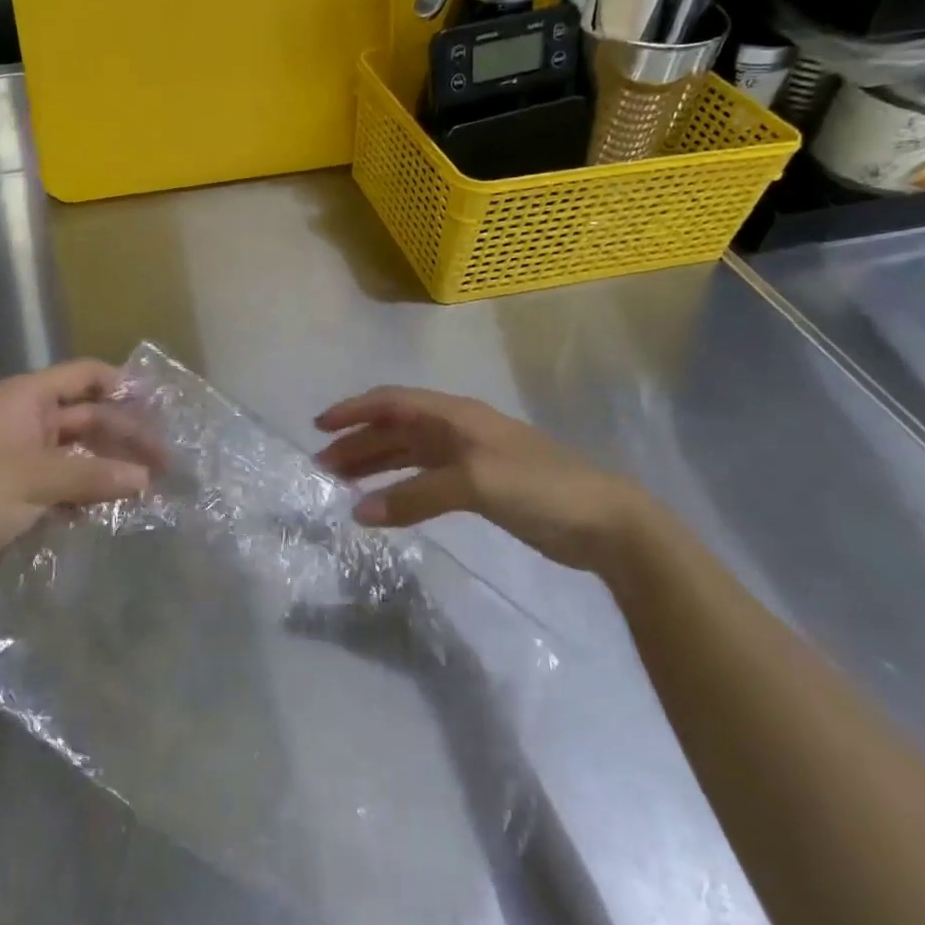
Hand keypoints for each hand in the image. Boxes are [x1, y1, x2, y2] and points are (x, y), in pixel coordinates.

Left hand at [0, 359, 159, 593]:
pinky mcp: (17, 492)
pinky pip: (63, 483)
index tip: (160, 406)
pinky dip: (86, 492)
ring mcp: (21, 457)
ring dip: (109, 467)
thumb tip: (146, 480)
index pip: (85, 376)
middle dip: (125, 436)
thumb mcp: (37, 479)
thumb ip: (94, 477)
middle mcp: (27, 419)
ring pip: (78, 453)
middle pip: (87, 417)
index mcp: (27, 398)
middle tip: (166, 462)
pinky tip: (112, 508)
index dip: (122, 384)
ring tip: (148, 486)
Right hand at [314, 387, 655, 572]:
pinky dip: (399, 488)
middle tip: (322, 467)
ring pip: (408, 454)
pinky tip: (384, 504)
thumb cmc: (539, 487)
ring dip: (374, 465)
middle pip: (395, 428)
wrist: (605, 522)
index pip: (392, 402)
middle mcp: (456, 429)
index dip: (354, 411)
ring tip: (342, 484)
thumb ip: (415, 495)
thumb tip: (358, 512)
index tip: (319, 427)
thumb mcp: (474, 483)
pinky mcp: (479, 487)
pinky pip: (424, 480)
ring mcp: (468, 458)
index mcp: (455, 415)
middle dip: (357, 443)